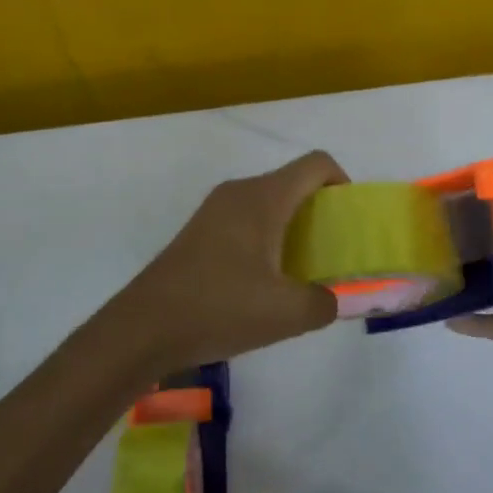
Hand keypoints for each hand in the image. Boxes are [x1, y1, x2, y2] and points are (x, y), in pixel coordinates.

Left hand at [114, 150, 348, 368]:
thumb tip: (330, 299)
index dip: (343, 183)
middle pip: (293, 183)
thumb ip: (324, 303)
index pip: (316, 164)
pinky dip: (267, 239)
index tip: (349, 223)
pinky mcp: (199, 232)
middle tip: (332, 254)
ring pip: (269, 204)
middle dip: (320, 213)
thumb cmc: (219, 309)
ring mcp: (214, 211)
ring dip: (293, 229)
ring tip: (301, 273)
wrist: (143, 329)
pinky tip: (264, 284)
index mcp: (263, 198)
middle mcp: (239, 193)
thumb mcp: (286, 314)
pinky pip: (246, 221)